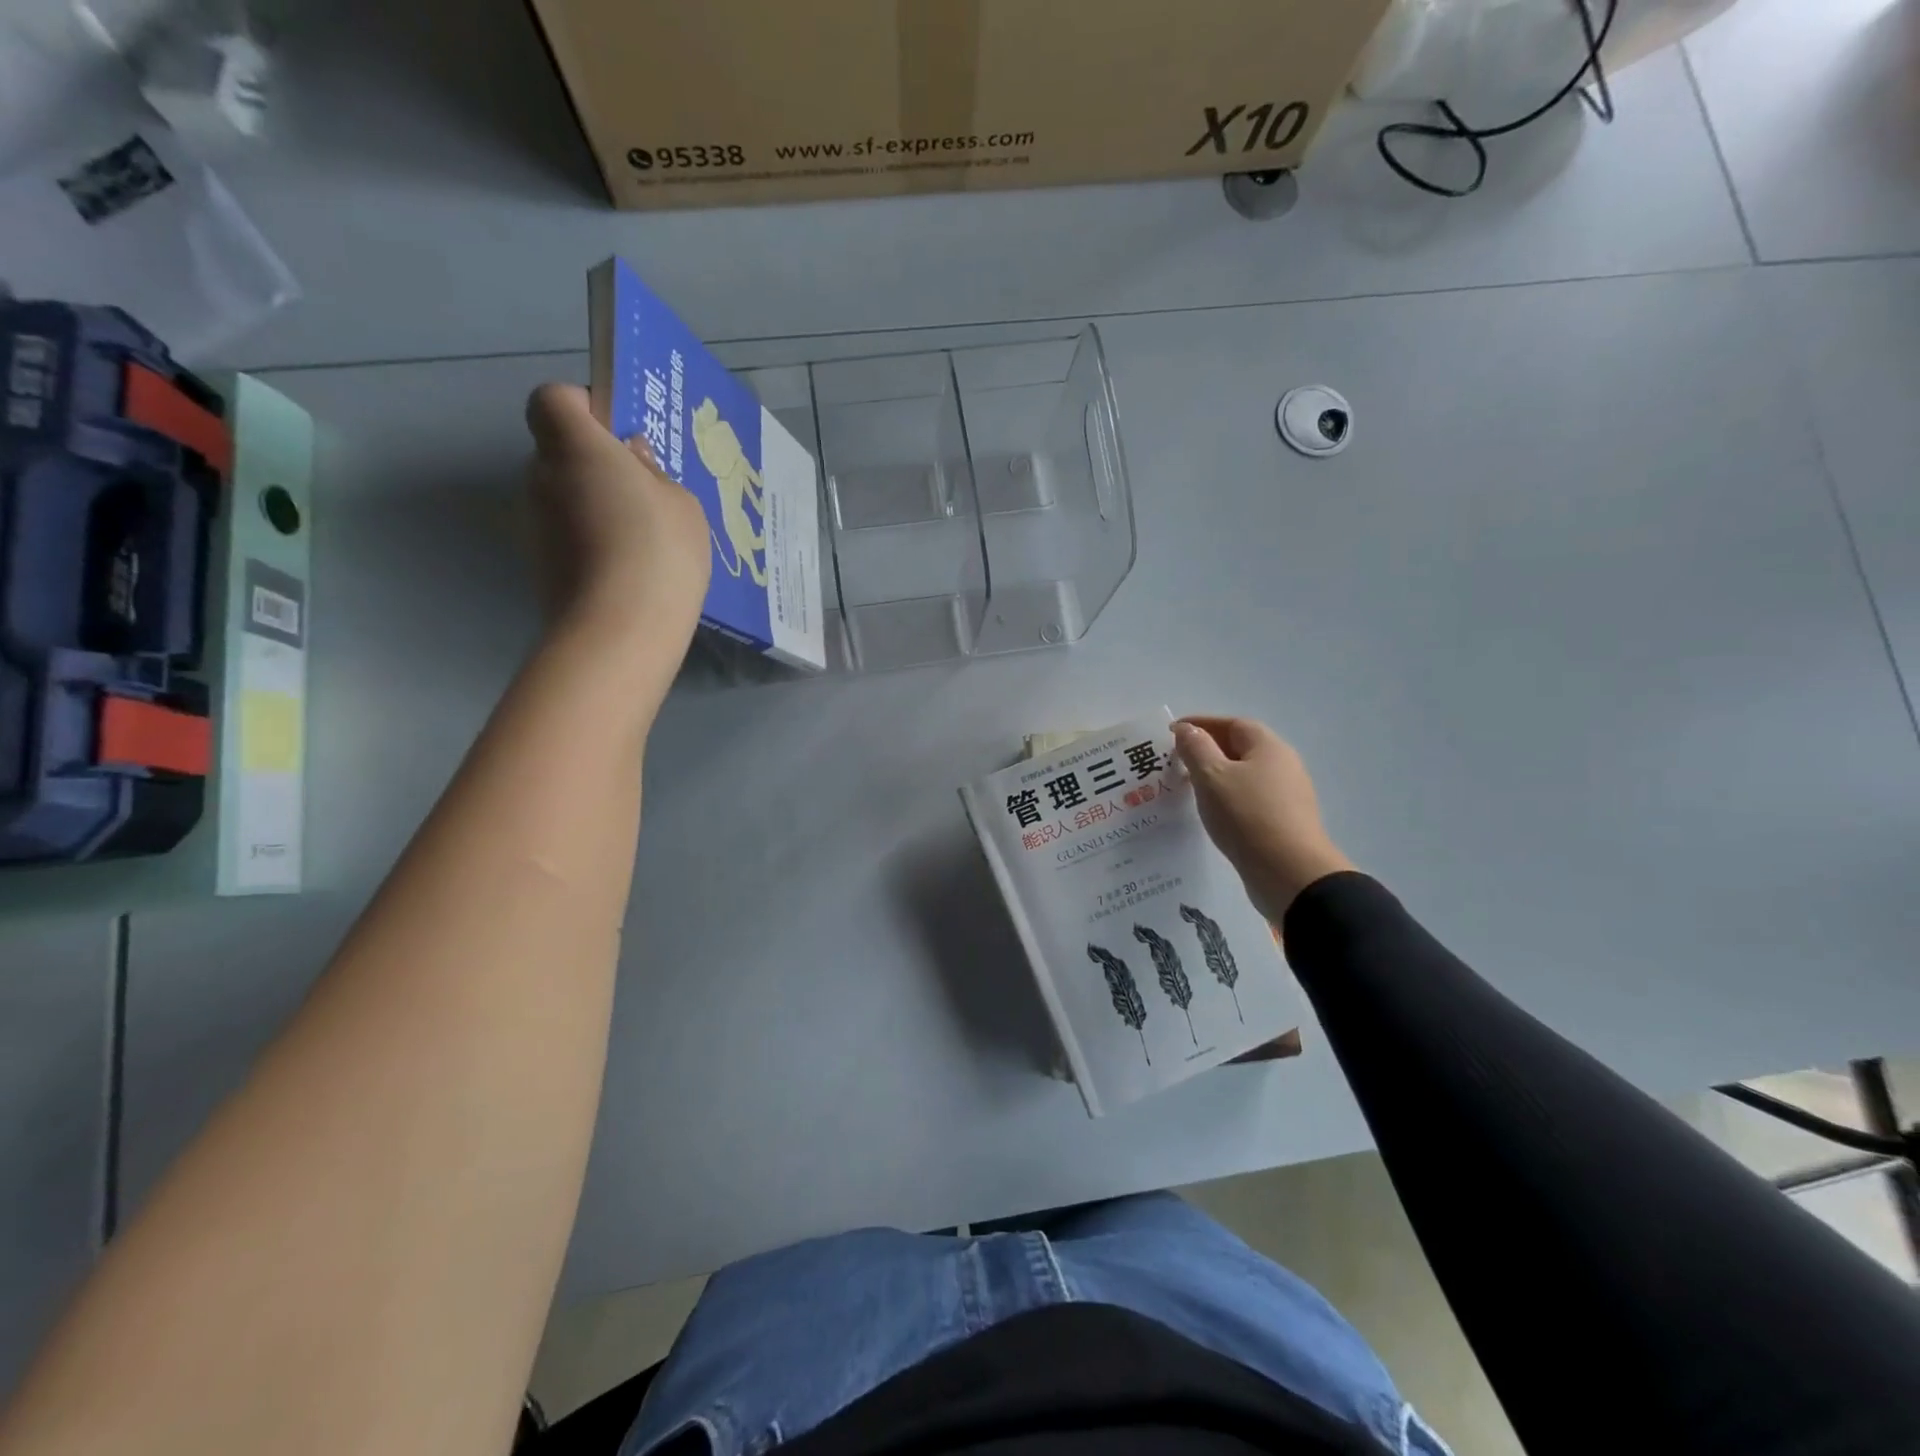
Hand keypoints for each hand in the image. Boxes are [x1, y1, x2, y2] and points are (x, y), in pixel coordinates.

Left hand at [524, 383, 710, 654]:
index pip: (553, 399)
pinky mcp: (540, 566)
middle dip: (596, 463)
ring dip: (596, 507)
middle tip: (645, 492)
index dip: (584, 407)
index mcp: (575, 446)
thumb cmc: (659, 551)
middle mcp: (542, 477)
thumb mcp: (681, 503)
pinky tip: (630, 571)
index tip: (620, 435)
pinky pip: (569, 537)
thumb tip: (631, 459)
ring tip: (644, 541)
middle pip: (560, 452)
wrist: (619, 631)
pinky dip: (593, 544)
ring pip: (565, 498)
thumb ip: (653, 473)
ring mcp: (535, 525)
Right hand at [1172, 716, 1354, 920]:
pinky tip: (1212, 813)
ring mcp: (1287, 795)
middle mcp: (1283, 765)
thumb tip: (1187, 729)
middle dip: (1207, 750)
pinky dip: (1227, 798)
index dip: (1201, 724)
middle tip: (1176, 762)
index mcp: (1268, 747)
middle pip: (1240, 748)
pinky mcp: (1284, 822)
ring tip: (1188, 788)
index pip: (1232, 724)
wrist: (1290, 873)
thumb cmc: (1247, 815)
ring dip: (1216, 776)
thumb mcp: (1212, 776)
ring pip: (1244, 776)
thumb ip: (1196, 748)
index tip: (1172, 733)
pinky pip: (1249, 799)